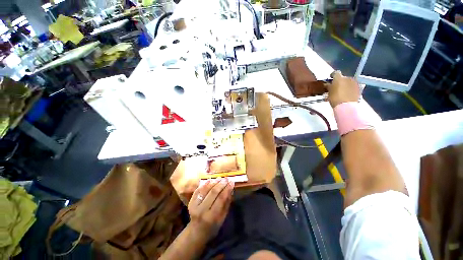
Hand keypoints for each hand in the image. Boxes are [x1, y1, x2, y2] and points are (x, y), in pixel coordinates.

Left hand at [188, 178, 233, 239]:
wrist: (196, 232)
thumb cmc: (212, 227)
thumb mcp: (222, 218)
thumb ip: (226, 203)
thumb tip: (230, 189)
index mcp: (211, 216)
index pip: (221, 198)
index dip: (227, 189)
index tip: (232, 182)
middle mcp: (202, 210)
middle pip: (213, 192)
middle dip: (221, 183)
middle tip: (227, 178)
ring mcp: (194, 205)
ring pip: (205, 189)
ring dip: (213, 182)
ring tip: (220, 178)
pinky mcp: (190, 202)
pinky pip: (198, 190)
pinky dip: (204, 184)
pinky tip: (210, 179)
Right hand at [326, 71, 360, 107]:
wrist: (346, 106)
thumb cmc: (335, 98)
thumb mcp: (329, 93)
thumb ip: (328, 87)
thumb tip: (327, 84)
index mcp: (339, 78)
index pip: (335, 73)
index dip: (332, 75)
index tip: (330, 79)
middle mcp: (348, 78)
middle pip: (343, 78)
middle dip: (339, 81)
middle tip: (335, 87)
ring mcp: (355, 83)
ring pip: (348, 82)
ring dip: (345, 85)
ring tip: (341, 91)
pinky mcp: (359, 88)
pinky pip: (352, 86)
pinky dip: (349, 89)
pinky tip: (346, 94)